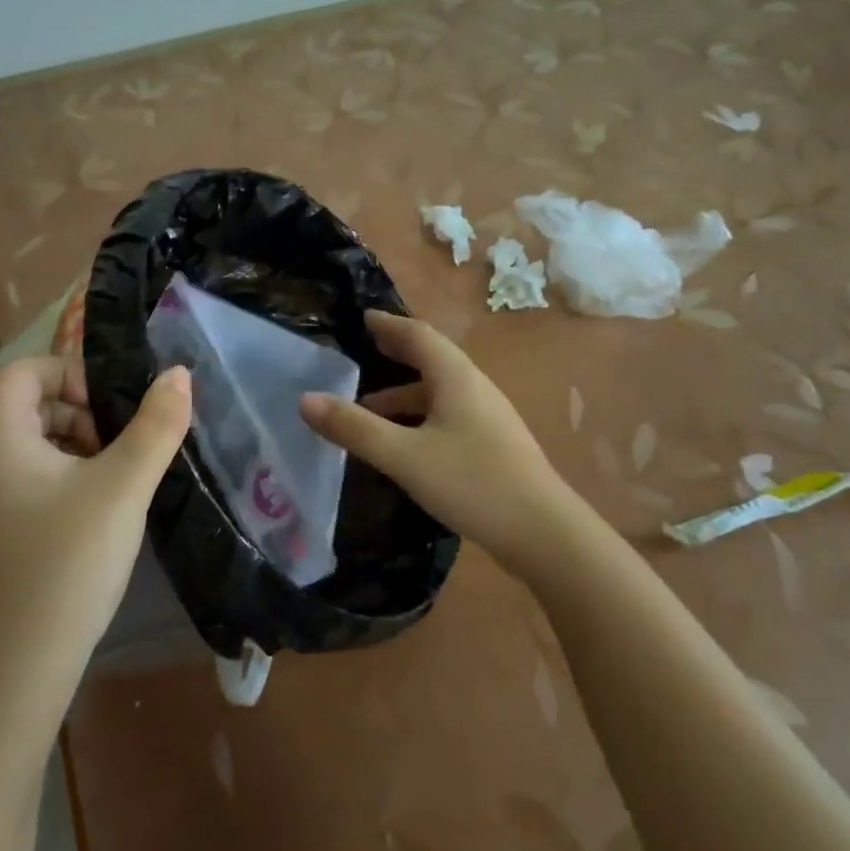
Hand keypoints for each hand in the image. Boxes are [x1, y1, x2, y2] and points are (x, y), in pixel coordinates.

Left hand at [0, 356, 191, 665]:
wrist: (21, 665)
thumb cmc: (69, 560)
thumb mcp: (124, 485)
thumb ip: (156, 424)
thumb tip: (178, 373)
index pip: (26, 370)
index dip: (72, 375)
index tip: (110, 411)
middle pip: (26, 402)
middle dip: (78, 410)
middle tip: (116, 445)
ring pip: (27, 439)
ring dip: (73, 441)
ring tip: (111, 476)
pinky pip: (23, 473)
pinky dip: (59, 472)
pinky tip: (91, 507)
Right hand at [299, 312, 585, 578]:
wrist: (544, 533)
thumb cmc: (472, 483)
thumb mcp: (405, 456)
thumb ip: (355, 428)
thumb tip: (305, 399)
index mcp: (456, 377)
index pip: (418, 335)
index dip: (390, 325)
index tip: (364, 317)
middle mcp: (475, 387)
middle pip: (432, 358)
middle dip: (397, 353)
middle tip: (365, 349)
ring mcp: (489, 416)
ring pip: (440, 391)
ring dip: (405, 392)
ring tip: (369, 407)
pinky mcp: (494, 444)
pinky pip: (449, 414)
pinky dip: (420, 416)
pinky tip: (406, 444)